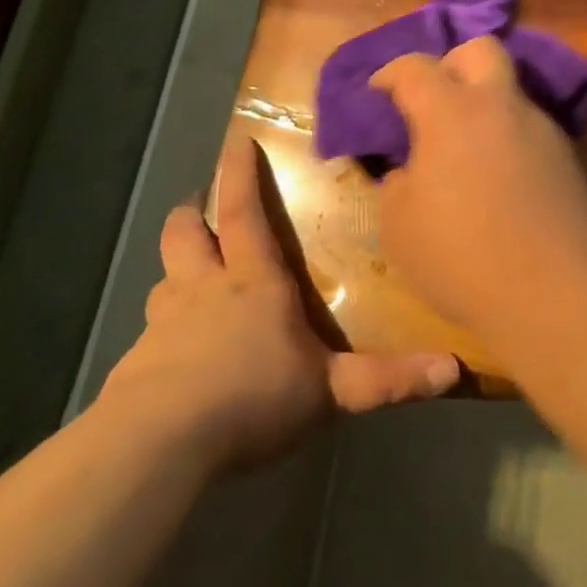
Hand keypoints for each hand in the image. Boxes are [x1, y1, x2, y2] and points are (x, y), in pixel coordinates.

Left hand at [100, 124, 460, 471]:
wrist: (158, 445)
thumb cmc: (253, 397)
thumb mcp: (330, 391)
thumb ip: (388, 379)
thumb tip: (453, 369)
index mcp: (253, 282)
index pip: (244, 212)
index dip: (239, 174)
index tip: (235, 142)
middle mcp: (203, 290)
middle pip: (185, 234)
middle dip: (192, 213)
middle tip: (198, 205)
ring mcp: (163, 326)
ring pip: (163, 280)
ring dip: (175, 271)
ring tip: (188, 279)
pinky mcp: (133, 368)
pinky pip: (148, 337)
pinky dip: (160, 335)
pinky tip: (171, 361)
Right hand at [372, 36, 586, 335]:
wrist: (554, 289)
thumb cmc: (462, 256)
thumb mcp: (399, 227)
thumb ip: (395, 185)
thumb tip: (408, 171)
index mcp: (451, 112)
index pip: (415, 67)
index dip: (390, 74)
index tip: (377, 93)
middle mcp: (501, 106)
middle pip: (481, 49)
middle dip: (452, 64)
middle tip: (434, 103)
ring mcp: (541, 128)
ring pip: (510, 92)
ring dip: (484, 107)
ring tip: (466, 153)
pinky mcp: (568, 156)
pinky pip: (530, 129)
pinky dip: (508, 139)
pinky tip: (499, 179)